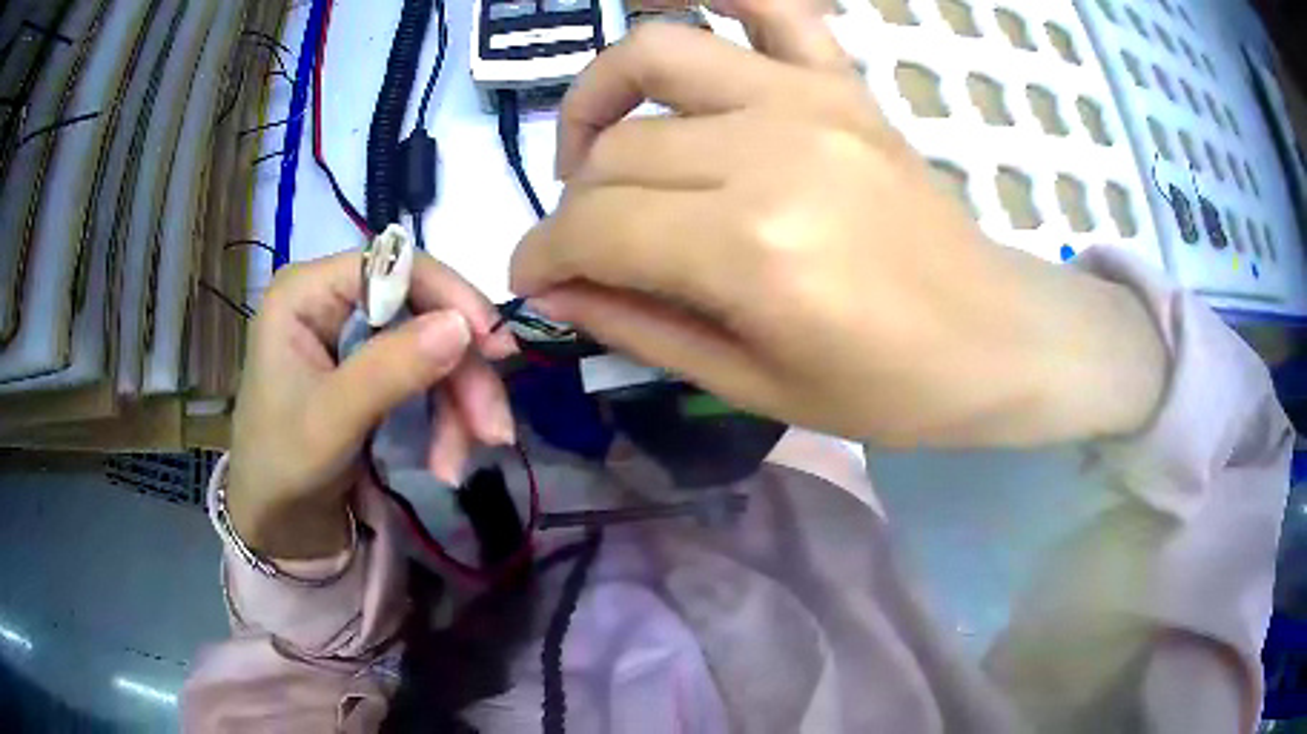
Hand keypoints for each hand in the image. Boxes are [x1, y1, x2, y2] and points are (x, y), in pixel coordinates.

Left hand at [227, 252, 516, 559]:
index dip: (450, 298)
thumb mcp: (331, 422)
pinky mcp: (371, 371)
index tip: (496, 348)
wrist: (277, 528)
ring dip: (458, 407)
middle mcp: (332, 301)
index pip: (393, 266)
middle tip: (492, 430)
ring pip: (433, 349)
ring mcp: (354, 337)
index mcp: (306, 292)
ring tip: (458, 465)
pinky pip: (426, 380)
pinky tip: (445, 464)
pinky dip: (445, 421)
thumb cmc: (282, 469)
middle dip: (460, 374)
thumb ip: (390, 370)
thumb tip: (463, 324)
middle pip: (422, 311)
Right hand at [511, 6, 1165, 445]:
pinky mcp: (843, 82)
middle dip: (571, 206)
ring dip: (600, 96)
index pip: (592, 226)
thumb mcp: (752, 386)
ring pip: (655, 57)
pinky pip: (768, 5)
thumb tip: (555, 289)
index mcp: (750, 249)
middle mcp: (770, 151)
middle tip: (582, 247)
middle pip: (615, 149)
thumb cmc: (887, 388)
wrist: (994, 339)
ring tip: (601, 149)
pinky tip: (678, 10)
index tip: (533, 281)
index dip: (540, 256)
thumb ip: (637, 327)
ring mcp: (810, 98)